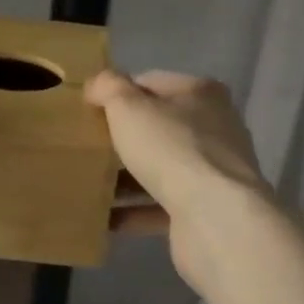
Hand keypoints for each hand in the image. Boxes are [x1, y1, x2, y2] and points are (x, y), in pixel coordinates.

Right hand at [87, 69, 268, 290]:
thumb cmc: (172, 149)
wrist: (216, 220)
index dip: (118, 93)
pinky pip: (162, 206)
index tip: (88, 110)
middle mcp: (215, 128)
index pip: (151, 83)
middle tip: (87, 146)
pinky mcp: (207, 210)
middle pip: (158, 126)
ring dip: (126, 177)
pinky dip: (135, 211)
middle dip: (122, 137)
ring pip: (160, 167)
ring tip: (89, 183)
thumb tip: (97, 85)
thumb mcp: (128, 106)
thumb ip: (108, 87)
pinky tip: (105, 218)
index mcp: (202, 93)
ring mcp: (214, 172)